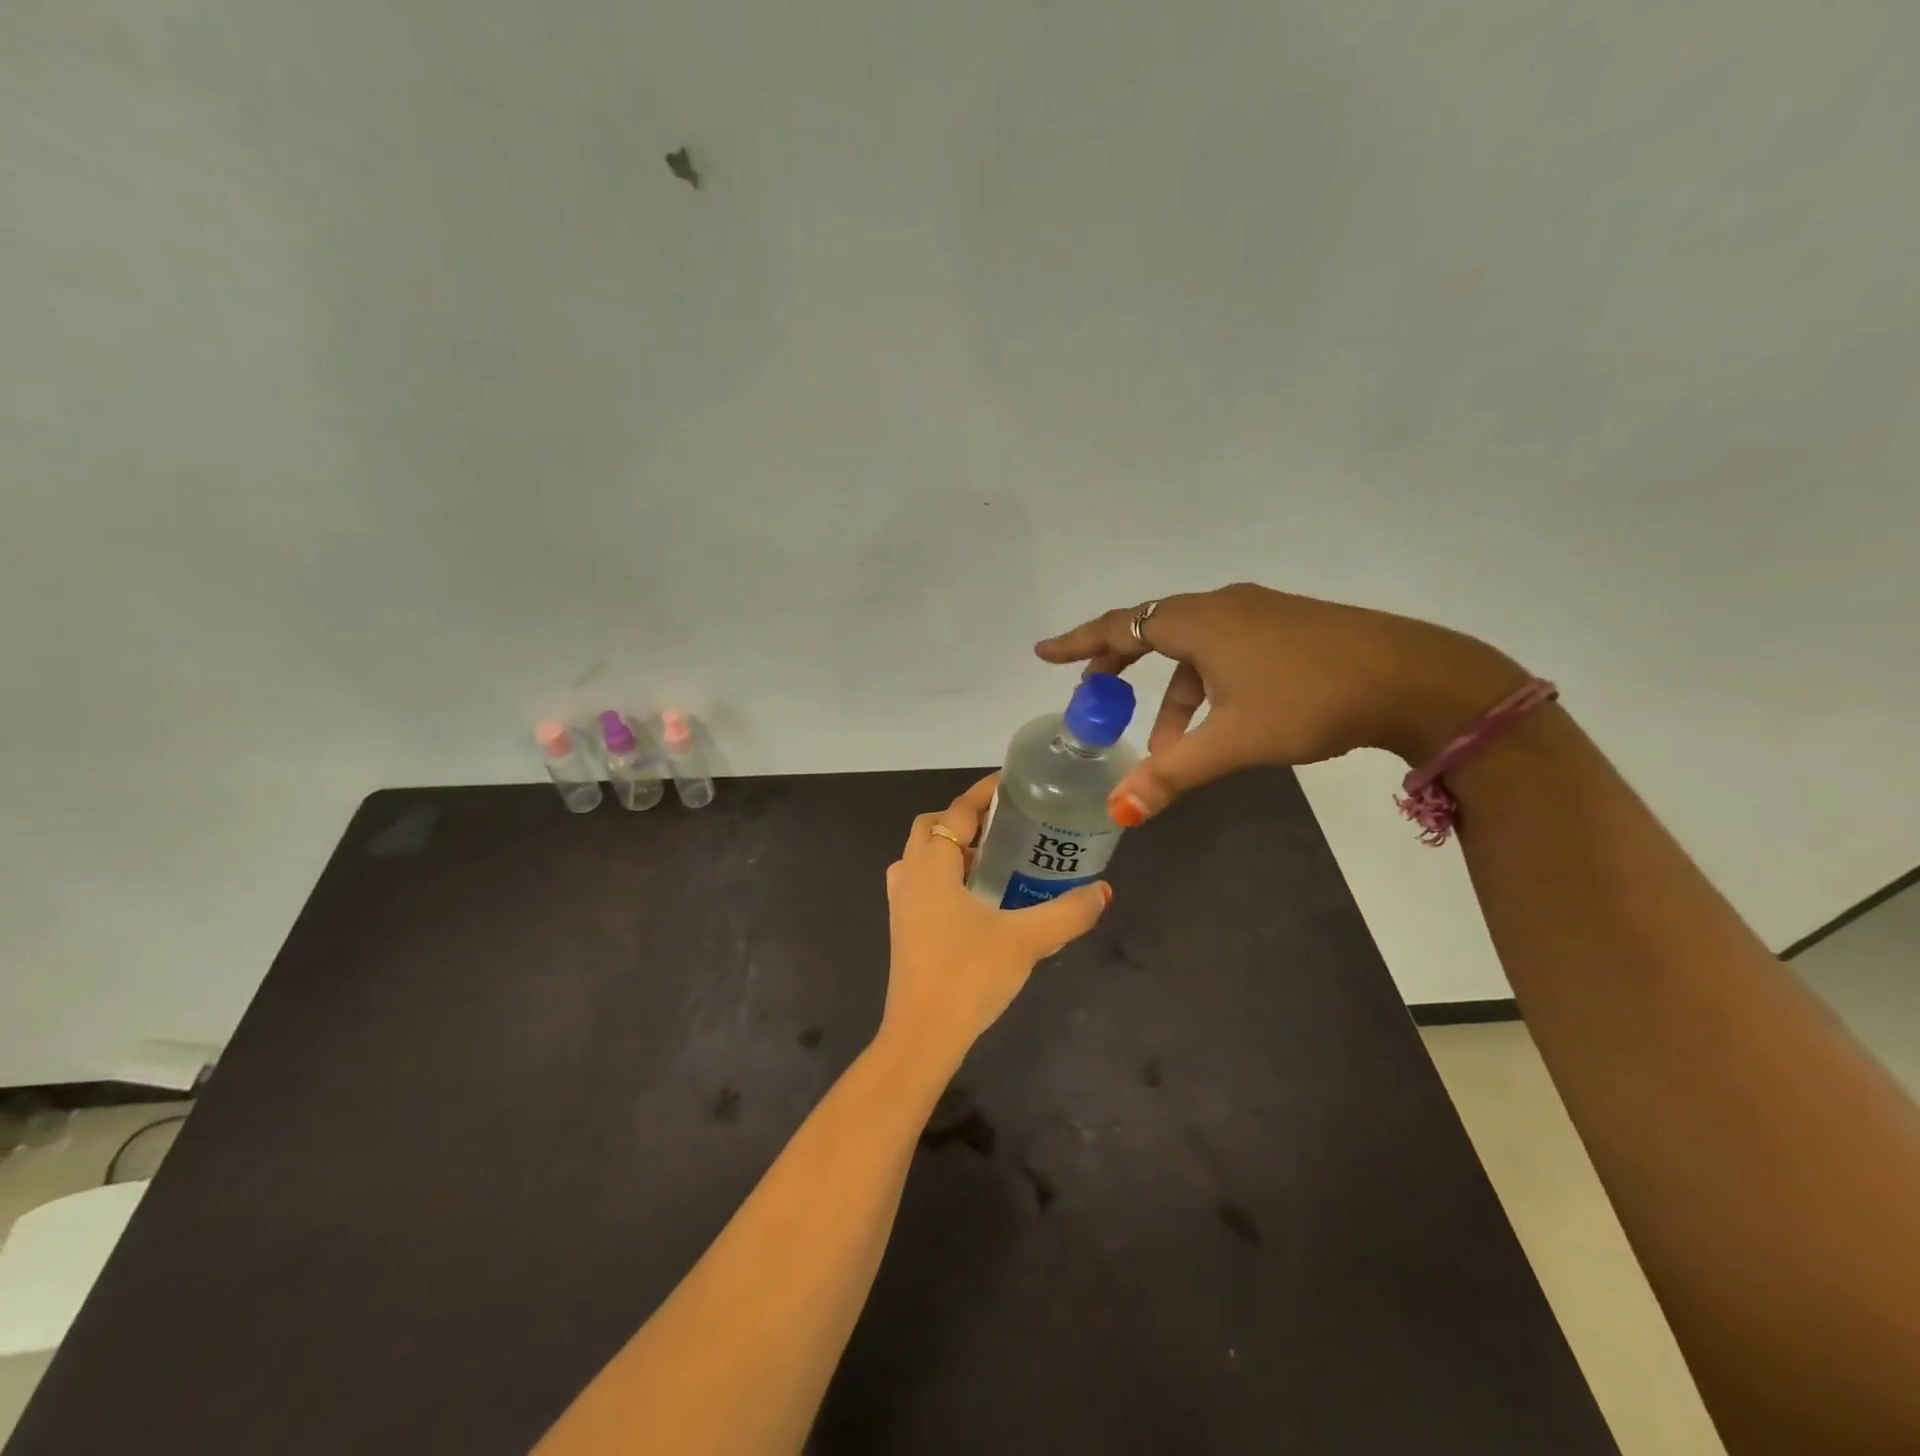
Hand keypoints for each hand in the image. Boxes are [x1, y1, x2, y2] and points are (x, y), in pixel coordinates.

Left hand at [881, 775, 1111, 1063]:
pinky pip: (924, 884)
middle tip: (1006, 824)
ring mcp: (902, 903)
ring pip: (924, 857)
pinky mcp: (904, 928)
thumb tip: (1103, 891)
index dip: (983, 793)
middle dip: (965, 819)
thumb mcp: (1027, 940)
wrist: (922, 1035)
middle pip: (933, 828)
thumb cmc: (968, 975)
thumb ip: (1068, 913)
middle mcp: (910, 875)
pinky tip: (980, 899)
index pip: (957, 811)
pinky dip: (947, 876)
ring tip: (996, 858)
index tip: (1011, 783)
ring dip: (954, 849)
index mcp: (932, 865)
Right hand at [1036, 583, 1524, 824]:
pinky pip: (1224, 652)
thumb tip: (1119, 810)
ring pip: (1193, 650)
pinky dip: (1206, 688)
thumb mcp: (1234, 740)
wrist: (1415, 678)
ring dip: (1172, 696)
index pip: (1120, 626)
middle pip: (1152, 631)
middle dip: (1120, 668)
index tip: (1045, 653)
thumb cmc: (1311, 700)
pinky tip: (1219, 726)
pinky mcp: (1288, 628)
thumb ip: (1173, 773)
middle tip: (1095, 698)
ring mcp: (1259, 614)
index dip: (1079, 643)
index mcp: (1199, 621)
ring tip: (1170, 748)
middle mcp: (1223, 607)